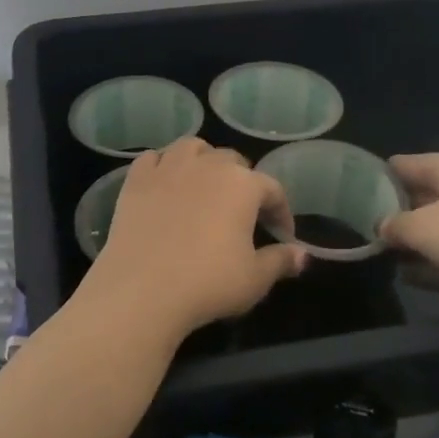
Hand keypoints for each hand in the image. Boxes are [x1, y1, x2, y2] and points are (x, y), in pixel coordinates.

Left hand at [78, 138, 308, 341]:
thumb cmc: (208, 283)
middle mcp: (206, 165)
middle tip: (243, 213)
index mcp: (242, 184)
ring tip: (205, 186)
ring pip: (192, 148)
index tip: (282, 236)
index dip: (281, 212)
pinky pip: (153, 159)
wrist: (141, 289)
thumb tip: (302, 255)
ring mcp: (167, 168)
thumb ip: (281, 261)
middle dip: (243, 183)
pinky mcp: (135, 180)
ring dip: (203, 161)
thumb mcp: (255, 279)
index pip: (272, 189)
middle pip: (232, 161)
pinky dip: (163, 166)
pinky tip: (165, 183)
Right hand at [382, 153, 438, 324]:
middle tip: (366, 238)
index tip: (350, 206)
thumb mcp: (423, 230)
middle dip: (395, 216)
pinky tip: (420, 281)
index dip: (373, 182)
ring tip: (389, 263)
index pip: (399, 164)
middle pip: (420, 194)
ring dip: (418, 243)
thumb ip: (393, 226)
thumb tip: (383, 227)